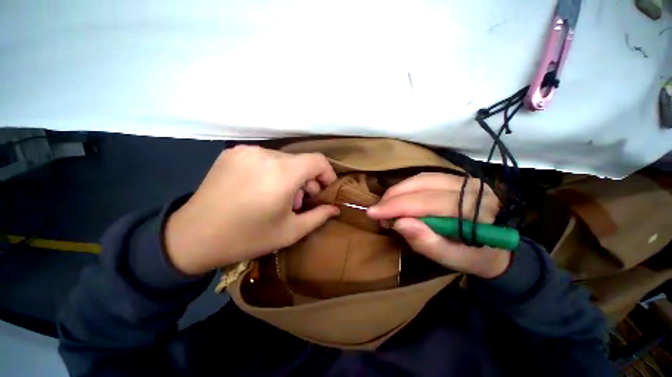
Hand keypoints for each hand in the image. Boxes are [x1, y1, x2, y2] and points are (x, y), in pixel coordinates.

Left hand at [165, 146, 339, 274]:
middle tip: (301, 201)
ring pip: (283, 159)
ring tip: (280, 197)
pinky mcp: (232, 153)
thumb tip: (335, 208)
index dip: (327, 173)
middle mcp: (265, 155)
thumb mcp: (290, 231)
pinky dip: (273, 171)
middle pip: (300, 161)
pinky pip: (265, 158)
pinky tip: (262, 189)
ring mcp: (246, 151)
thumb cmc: (247, 238)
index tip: (325, 190)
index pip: (318, 160)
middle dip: (308, 180)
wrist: (192, 237)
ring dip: (290, 176)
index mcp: (281, 174)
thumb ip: (318, 216)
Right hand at [367, 173, 509, 278]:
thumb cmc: (473, 256)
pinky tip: (396, 199)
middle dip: (394, 198)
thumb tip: (399, 224)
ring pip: (420, 178)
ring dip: (397, 191)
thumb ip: (428, 244)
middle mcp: (472, 188)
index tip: (373, 213)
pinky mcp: (452, 179)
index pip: (431, 202)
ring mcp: (462, 179)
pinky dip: (404, 188)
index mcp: (478, 210)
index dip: (399, 206)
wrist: (492, 248)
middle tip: (376, 212)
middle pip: (423, 185)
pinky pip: (422, 178)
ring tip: (384, 206)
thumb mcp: (452, 259)